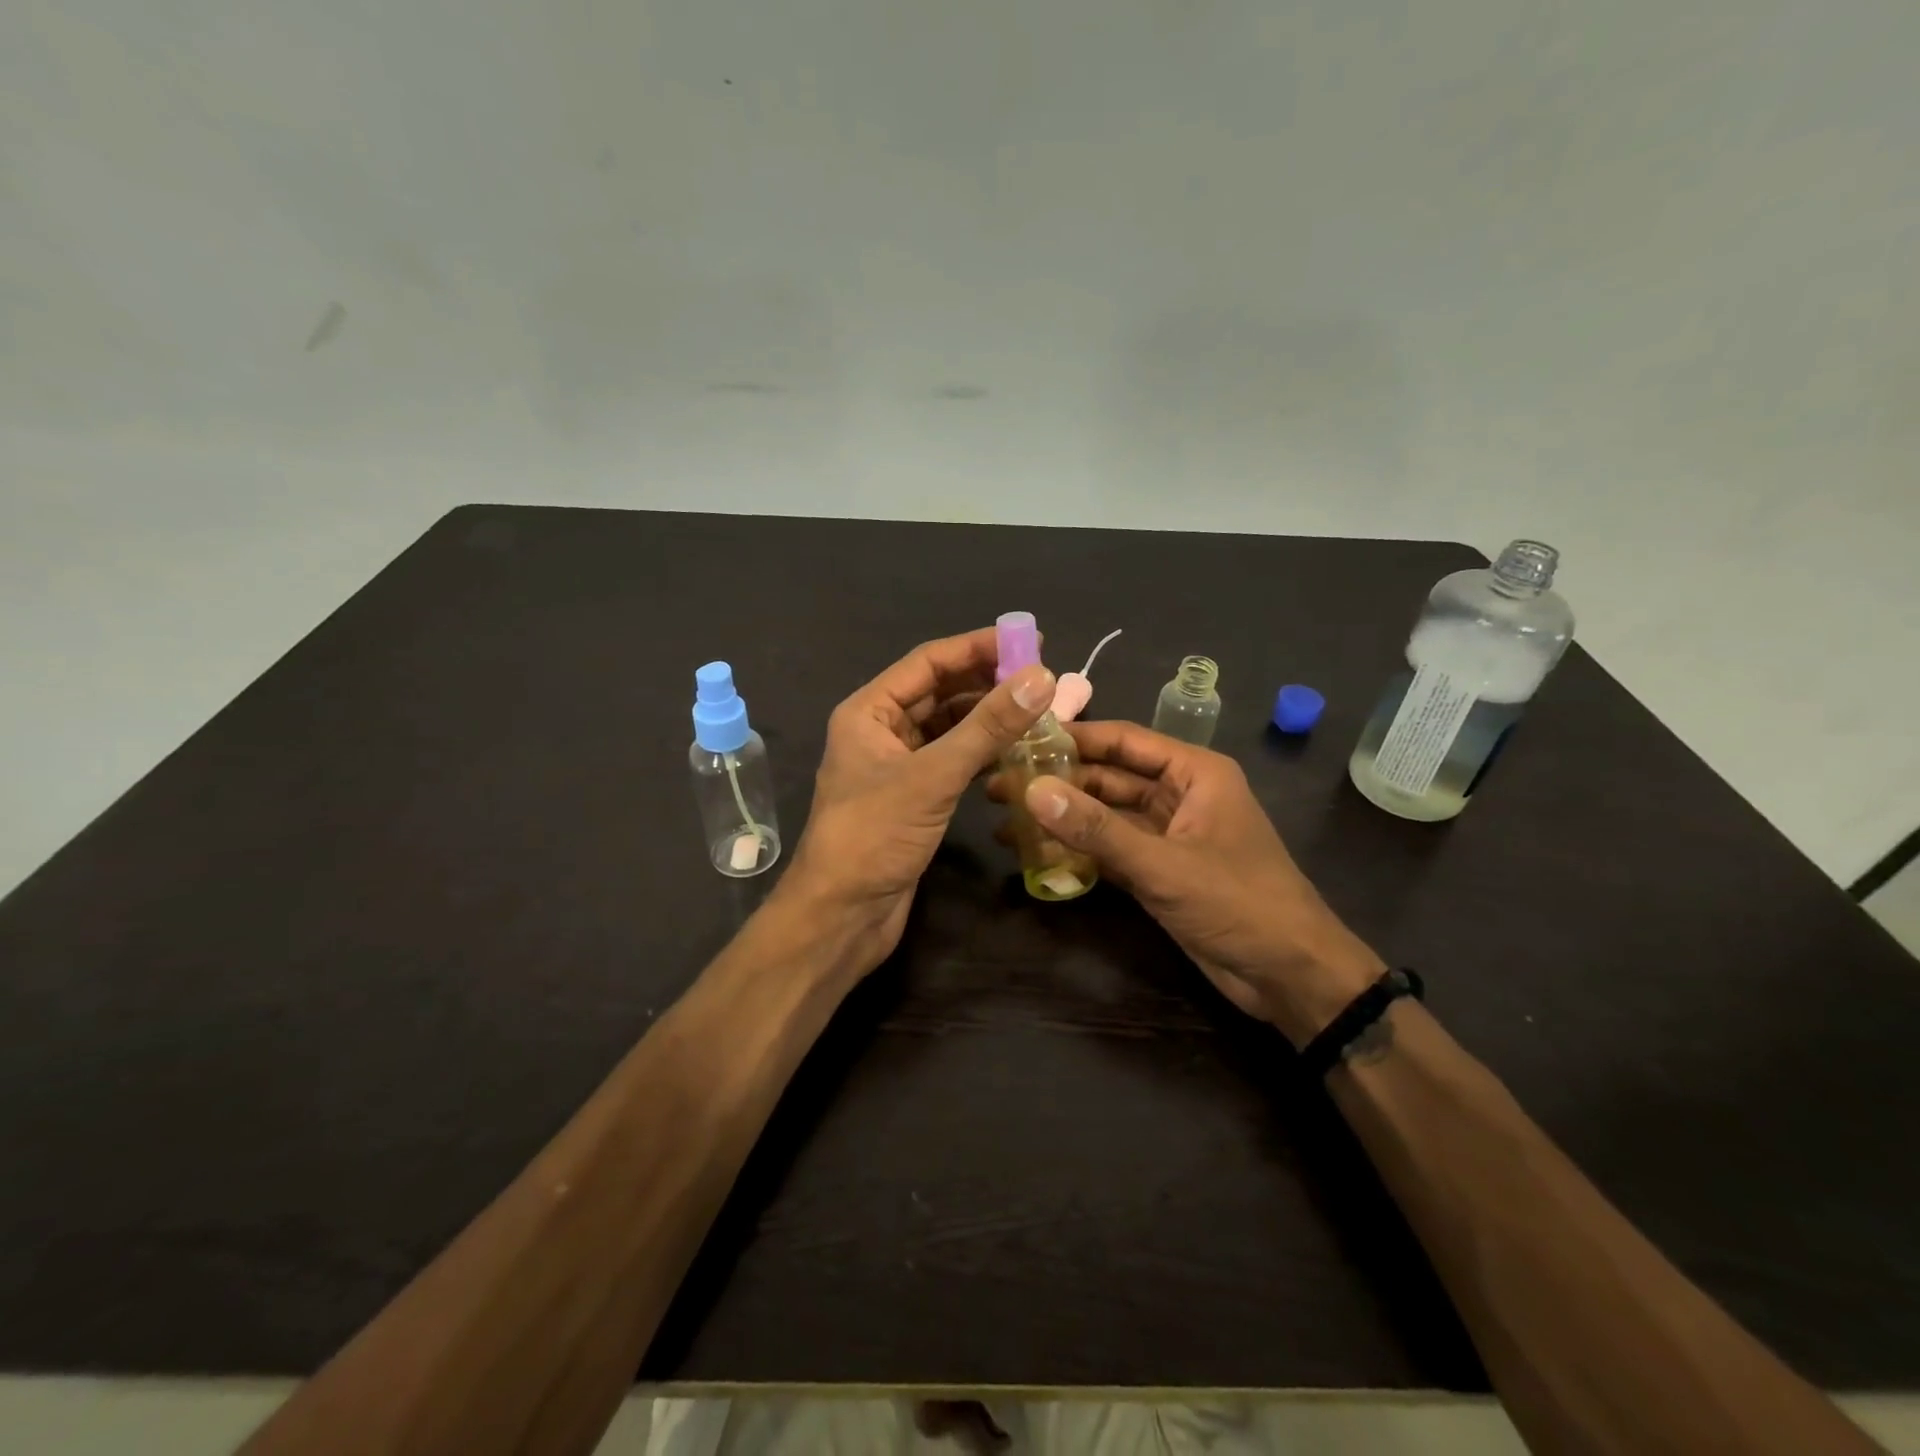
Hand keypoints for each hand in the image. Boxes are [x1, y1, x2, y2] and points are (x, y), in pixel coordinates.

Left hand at [783, 626, 1056, 974]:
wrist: (843, 915)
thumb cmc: (875, 835)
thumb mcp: (934, 775)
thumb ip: (987, 726)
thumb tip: (1041, 677)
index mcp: (869, 711)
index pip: (928, 662)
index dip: (978, 647)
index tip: (1030, 640)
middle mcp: (880, 730)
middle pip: (939, 691)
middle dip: (986, 681)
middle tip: (1041, 678)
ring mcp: (896, 765)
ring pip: (948, 727)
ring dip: (987, 718)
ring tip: (1037, 710)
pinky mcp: (913, 797)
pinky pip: (952, 759)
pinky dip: (981, 751)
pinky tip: (1015, 750)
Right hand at [1004, 721, 1382, 1045]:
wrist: (1289, 976)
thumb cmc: (1239, 903)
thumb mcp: (1165, 864)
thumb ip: (1098, 830)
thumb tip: (1033, 792)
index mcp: (1194, 773)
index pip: (1124, 740)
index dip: (1073, 737)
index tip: (1020, 739)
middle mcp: (1179, 795)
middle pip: (1108, 778)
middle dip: (1058, 783)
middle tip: (999, 787)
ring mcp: (1167, 835)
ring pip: (1105, 816)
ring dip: (1063, 819)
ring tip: (1006, 822)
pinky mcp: (1158, 871)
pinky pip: (1110, 850)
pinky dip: (1078, 852)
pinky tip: (1037, 855)